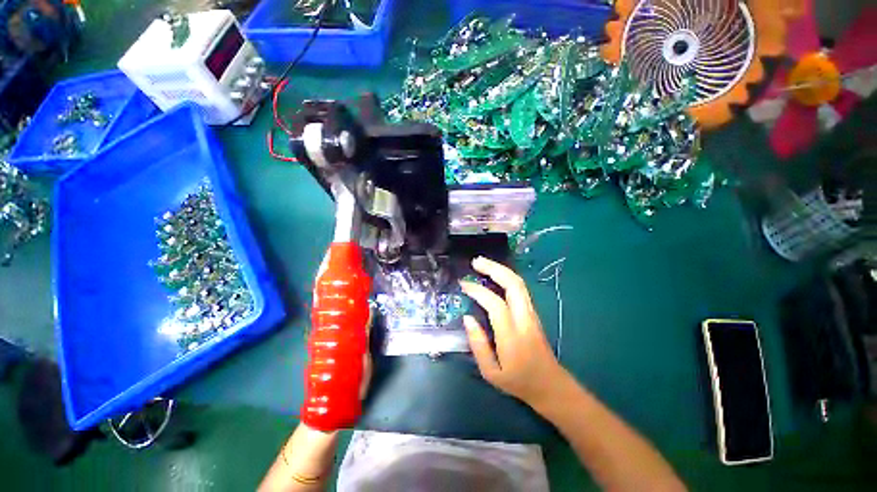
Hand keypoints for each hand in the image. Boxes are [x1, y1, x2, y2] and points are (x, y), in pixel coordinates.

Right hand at [460, 256, 567, 407]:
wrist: (551, 386)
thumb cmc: (518, 382)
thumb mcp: (491, 372)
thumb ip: (478, 344)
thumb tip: (467, 318)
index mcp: (512, 336)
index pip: (495, 304)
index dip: (478, 291)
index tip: (463, 285)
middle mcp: (525, 319)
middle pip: (513, 284)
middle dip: (494, 268)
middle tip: (475, 262)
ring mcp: (531, 314)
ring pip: (518, 283)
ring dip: (500, 269)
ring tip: (482, 264)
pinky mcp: (533, 313)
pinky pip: (519, 288)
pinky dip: (505, 277)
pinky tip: (494, 275)